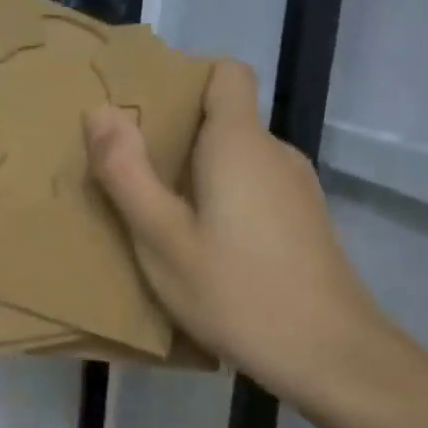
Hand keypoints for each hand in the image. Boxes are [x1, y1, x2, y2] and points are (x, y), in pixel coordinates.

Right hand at [85, 59, 394, 409]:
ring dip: (198, 176)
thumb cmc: (235, 291)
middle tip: (132, 176)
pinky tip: (204, 249)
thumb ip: (127, 172)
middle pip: (225, 118)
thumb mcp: (161, 238)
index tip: (147, 115)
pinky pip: (254, 189)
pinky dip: (224, 202)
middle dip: (177, 137)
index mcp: (240, 143)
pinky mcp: (305, 221)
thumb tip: (99, 111)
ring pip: (238, 159)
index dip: (187, 79)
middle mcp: (275, 152)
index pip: (227, 73)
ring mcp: (297, 188)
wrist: (328, 354)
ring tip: (160, 218)